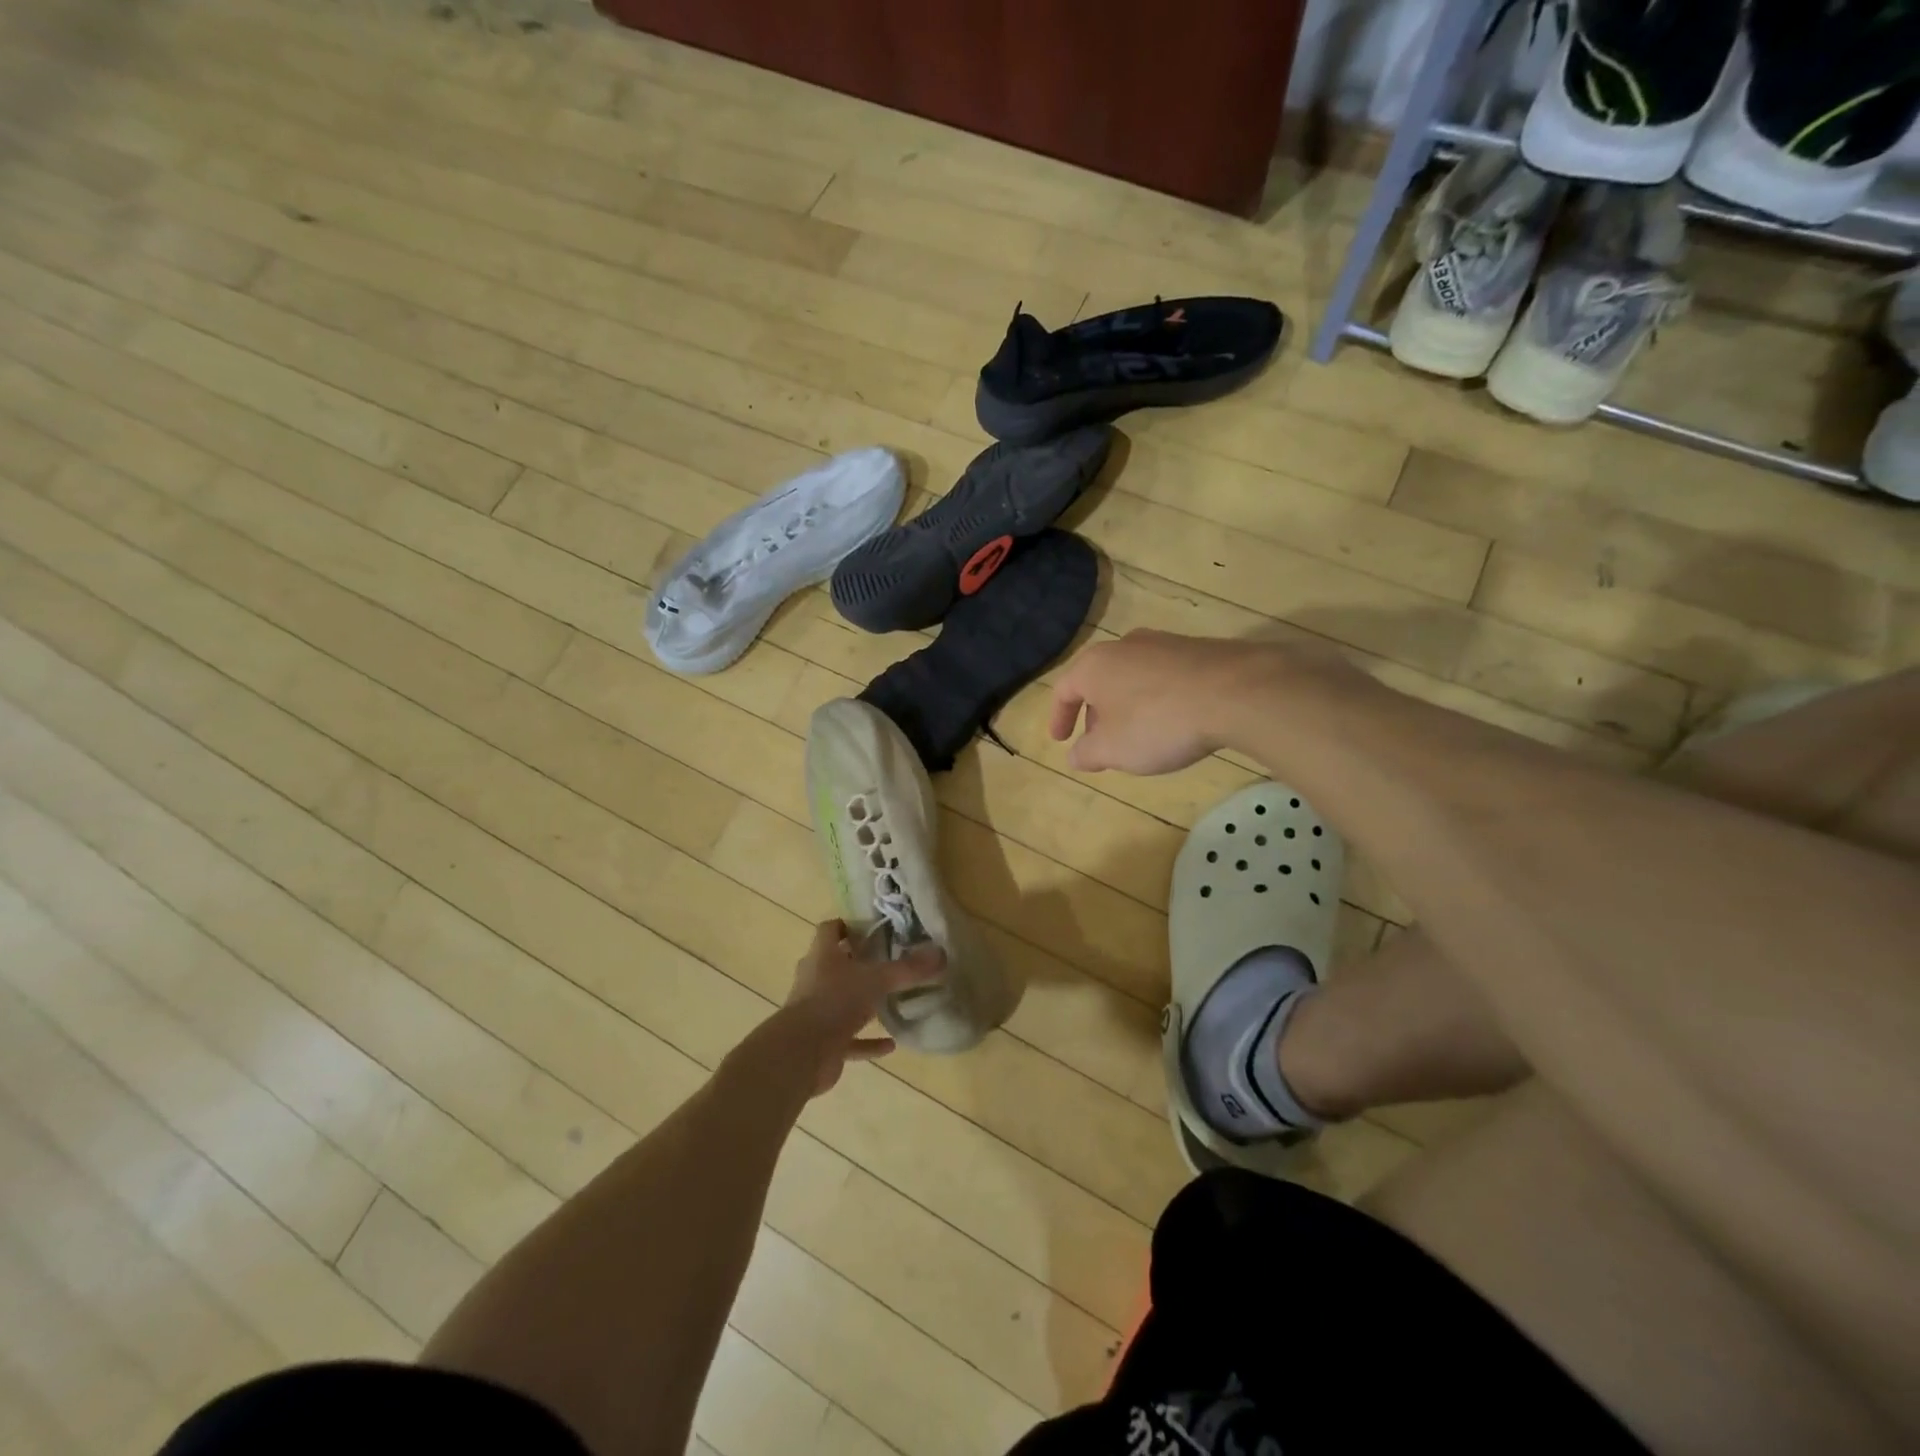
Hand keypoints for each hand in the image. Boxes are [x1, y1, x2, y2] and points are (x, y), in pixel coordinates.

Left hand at [781, 920, 945, 1093]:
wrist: (802, 1053)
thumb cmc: (835, 1001)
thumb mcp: (877, 980)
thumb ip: (909, 969)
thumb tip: (941, 953)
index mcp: (822, 955)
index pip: (829, 929)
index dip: (847, 926)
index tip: (872, 929)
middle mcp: (814, 979)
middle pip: (834, 964)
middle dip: (857, 963)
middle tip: (887, 962)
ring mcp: (815, 1011)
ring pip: (840, 1001)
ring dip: (862, 1003)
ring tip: (892, 1001)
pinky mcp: (822, 1042)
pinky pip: (849, 1039)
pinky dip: (868, 1041)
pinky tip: (891, 1044)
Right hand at [1049, 631, 1272, 774]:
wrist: (1235, 692)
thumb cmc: (1158, 722)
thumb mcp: (1113, 749)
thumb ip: (1087, 753)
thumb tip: (1075, 755)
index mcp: (1094, 665)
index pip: (1064, 690)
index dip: (1059, 718)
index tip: (1061, 740)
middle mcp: (1124, 646)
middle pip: (1099, 681)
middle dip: (1096, 714)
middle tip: (1101, 743)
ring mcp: (1164, 643)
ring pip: (1132, 677)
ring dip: (1128, 706)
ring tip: (1139, 735)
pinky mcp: (1198, 650)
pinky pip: (1164, 677)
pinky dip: (1158, 699)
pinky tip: (1174, 722)